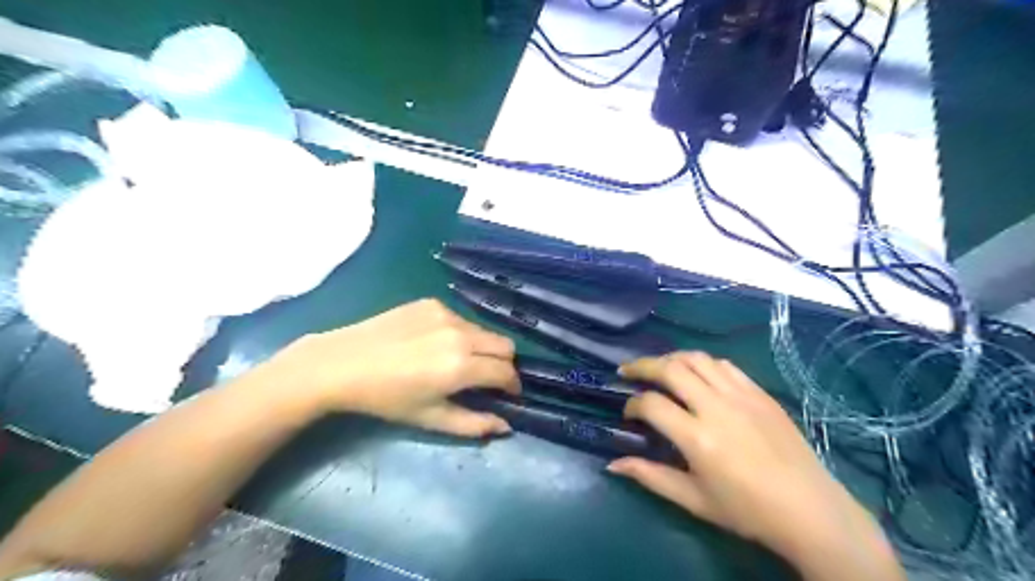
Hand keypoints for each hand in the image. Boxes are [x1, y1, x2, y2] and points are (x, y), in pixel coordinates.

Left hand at [264, 299, 517, 435]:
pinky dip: (461, 334)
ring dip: (483, 348)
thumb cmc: (387, 399)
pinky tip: (435, 344)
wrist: (343, 363)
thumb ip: (474, 424)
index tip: (508, 395)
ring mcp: (446, 314)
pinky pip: (461, 319)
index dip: (512, 386)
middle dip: (504, 364)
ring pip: (484, 331)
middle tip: (487, 379)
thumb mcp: (430, 419)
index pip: (507, 372)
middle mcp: (461, 334)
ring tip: (458, 362)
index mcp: (461, 366)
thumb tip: (506, 426)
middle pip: (506, 345)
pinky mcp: (432, 303)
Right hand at [609, 352, 908, 577]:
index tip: (628, 413)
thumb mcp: (693, 500)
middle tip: (627, 370)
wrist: (810, 511)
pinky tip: (696, 374)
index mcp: (698, 438)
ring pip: (697, 359)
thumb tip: (612, 464)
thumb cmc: (747, 511)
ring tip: (658, 367)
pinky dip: (702, 363)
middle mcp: (717, 407)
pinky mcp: (760, 393)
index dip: (632, 404)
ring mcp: (741, 396)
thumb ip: (650, 477)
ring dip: (671, 358)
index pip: (651, 404)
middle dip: (642, 366)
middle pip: (670, 369)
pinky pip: (724, 365)